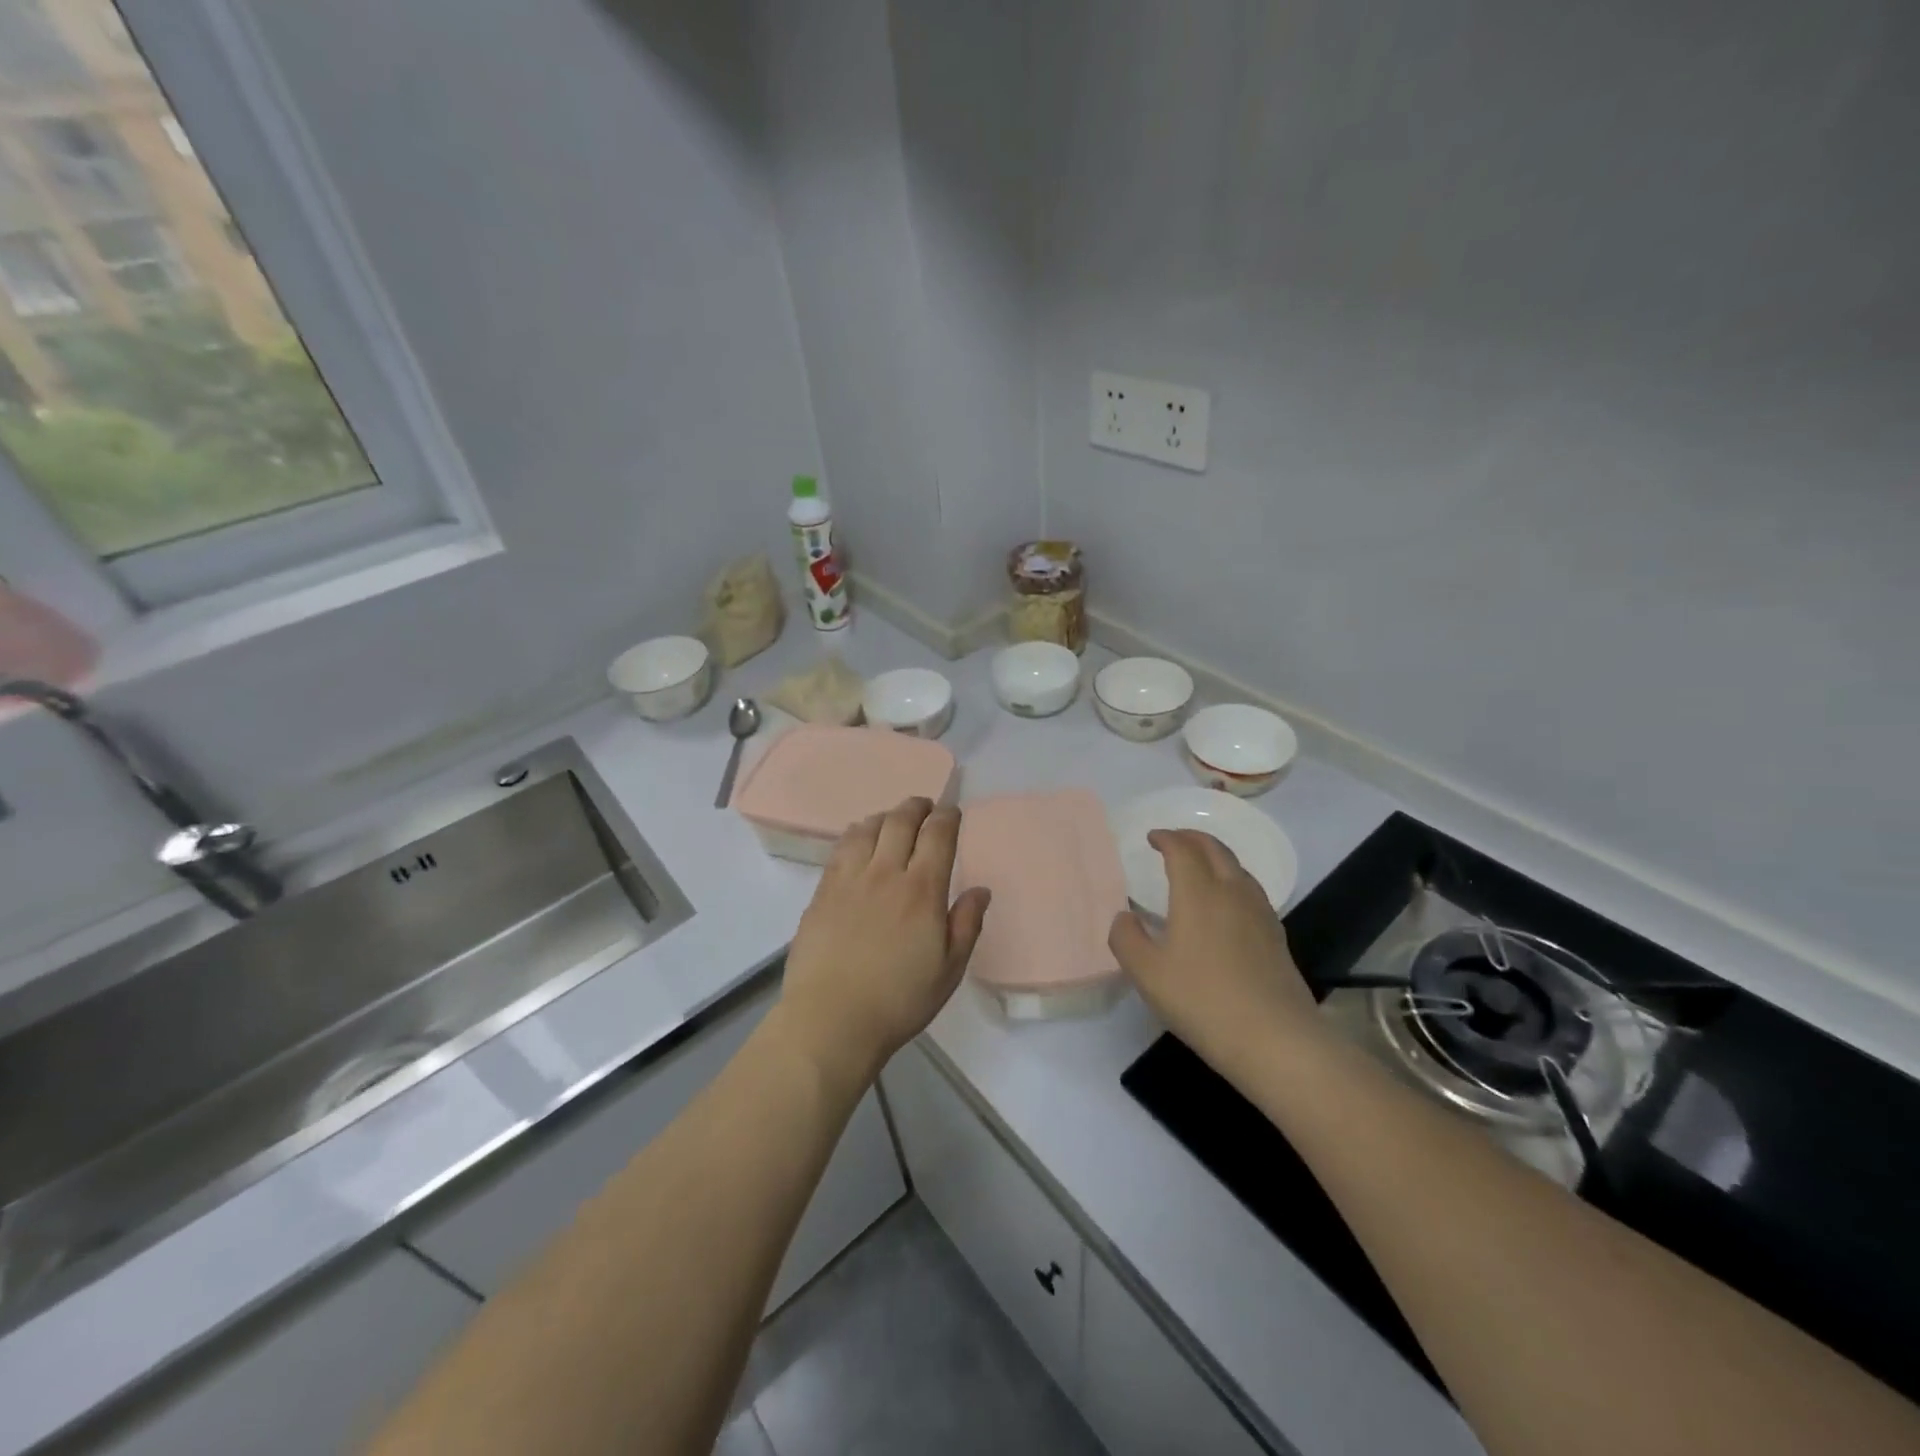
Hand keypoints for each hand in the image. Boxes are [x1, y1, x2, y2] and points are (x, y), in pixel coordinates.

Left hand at [778, 798, 990, 1087]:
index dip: (948, 817)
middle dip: (917, 807)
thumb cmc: (899, 1000)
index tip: (953, 813)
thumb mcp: (949, 970)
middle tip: (926, 807)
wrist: (831, 1020)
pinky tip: (859, 840)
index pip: (938, 835)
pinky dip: (856, 833)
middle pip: (901, 821)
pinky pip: (841, 847)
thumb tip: (980, 890)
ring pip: (868, 828)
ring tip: (893, 820)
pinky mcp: (822, 891)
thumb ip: (967, 924)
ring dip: (886, 816)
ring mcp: (849, 879)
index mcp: (922, 890)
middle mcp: (885, 873)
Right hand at [1108, 830, 1319, 1075]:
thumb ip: (1126, 938)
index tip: (1152, 837)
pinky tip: (1226, 905)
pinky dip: (1232, 881)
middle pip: (1215, 850)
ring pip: (1237, 868)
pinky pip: (1251, 891)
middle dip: (1192, 838)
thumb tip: (1124, 917)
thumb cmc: (1203, 1001)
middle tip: (1174, 840)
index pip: (1183, 850)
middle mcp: (1232, 893)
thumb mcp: (1147, 974)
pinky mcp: (1276, 936)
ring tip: (1200, 866)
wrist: (1275, 1039)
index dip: (1166, 838)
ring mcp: (1260, 913)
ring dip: (1215, 857)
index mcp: (1199, 893)